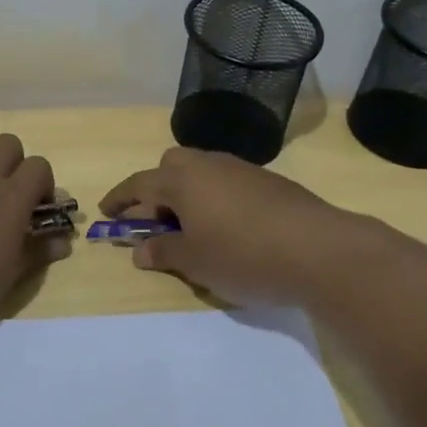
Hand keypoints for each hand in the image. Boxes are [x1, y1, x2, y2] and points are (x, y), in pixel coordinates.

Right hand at [100, 147, 376, 306]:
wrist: (320, 249)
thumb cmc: (244, 255)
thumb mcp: (195, 261)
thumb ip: (163, 251)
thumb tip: (140, 248)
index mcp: (183, 179)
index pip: (140, 183)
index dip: (120, 199)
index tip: (106, 212)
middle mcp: (210, 165)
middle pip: (172, 165)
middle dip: (157, 187)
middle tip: (156, 219)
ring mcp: (242, 170)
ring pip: (203, 171)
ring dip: (188, 193)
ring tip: (193, 228)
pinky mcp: (269, 182)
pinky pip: (228, 182)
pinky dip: (215, 198)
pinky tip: (229, 228)